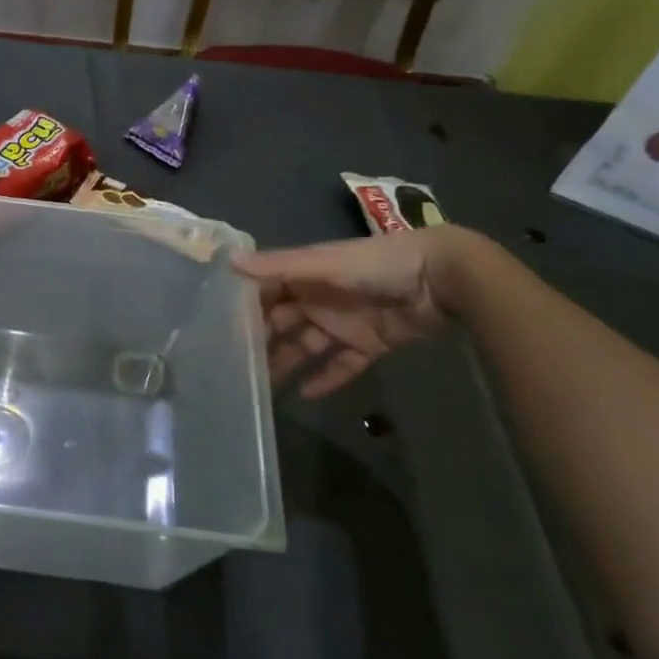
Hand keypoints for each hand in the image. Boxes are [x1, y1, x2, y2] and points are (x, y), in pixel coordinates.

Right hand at [234, 226, 468, 398]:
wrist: (442, 279)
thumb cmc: (375, 264)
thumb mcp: (322, 263)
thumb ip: (278, 267)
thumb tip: (228, 262)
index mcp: (304, 276)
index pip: (264, 293)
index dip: (243, 311)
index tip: (216, 332)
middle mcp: (318, 299)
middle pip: (281, 323)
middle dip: (260, 343)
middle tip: (232, 369)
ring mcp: (344, 323)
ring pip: (306, 347)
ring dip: (286, 364)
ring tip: (261, 390)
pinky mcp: (369, 344)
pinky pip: (342, 365)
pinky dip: (326, 379)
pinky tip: (304, 395)